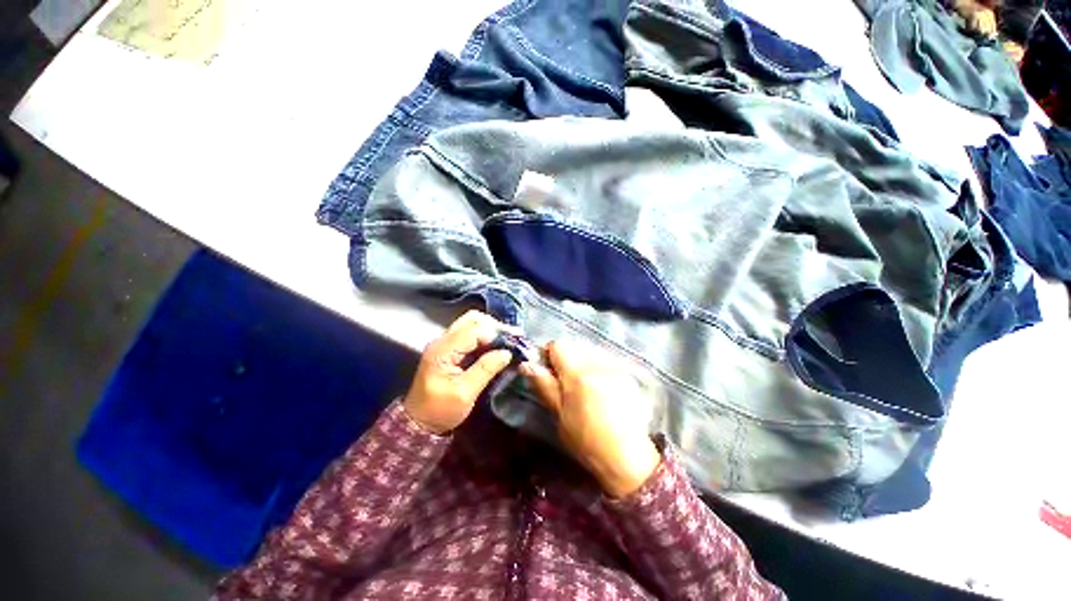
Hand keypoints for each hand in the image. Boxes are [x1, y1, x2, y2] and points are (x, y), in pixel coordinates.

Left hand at [403, 311, 513, 433]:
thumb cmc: (440, 410)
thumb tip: (506, 352)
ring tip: (508, 340)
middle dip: (494, 326)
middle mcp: (443, 340)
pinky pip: (470, 333)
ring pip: (471, 323)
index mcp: (443, 350)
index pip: (474, 330)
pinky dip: (485, 336)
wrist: (419, 423)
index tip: (515, 341)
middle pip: (472, 319)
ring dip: (491, 329)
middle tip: (513, 338)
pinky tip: (497, 345)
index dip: (496, 333)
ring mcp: (445, 343)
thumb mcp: (465, 393)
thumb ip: (485, 369)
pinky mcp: (450, 349)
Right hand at [521, 340, 660, 497]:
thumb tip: (526, 364)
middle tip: (566, 383)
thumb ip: (544, 385)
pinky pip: (606, 361)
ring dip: (583, 363)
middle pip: (575, 347)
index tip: (548, 371)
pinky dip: (598, 369)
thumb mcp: (559, 415)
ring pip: (591, 352)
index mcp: (577, 374)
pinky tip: (602, 391)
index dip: (549, 354)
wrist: (627, 457)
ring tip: (585, 388)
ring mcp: (615, 368)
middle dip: (567, 360)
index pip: (558, 345)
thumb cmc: (586, 441)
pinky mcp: (627, 375)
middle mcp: (597, 364)